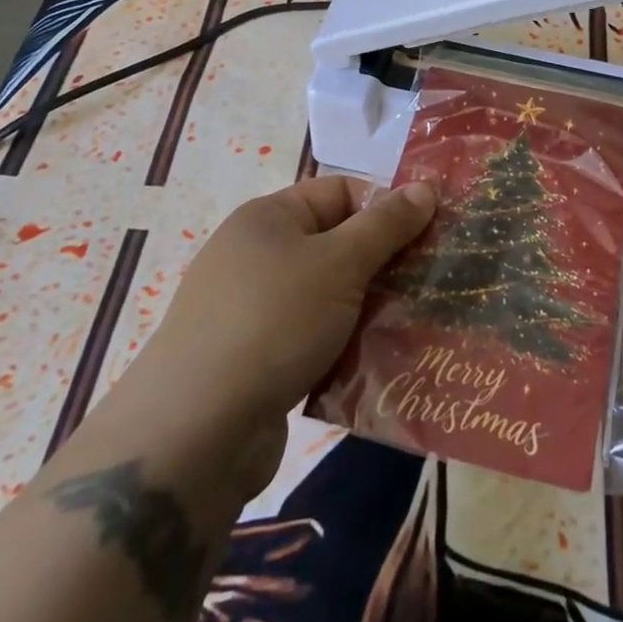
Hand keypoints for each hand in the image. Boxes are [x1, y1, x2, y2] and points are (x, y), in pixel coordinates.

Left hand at [98, 175, 435, 493]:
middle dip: (382, 263)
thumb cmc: (273, 322)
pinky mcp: (253, 360)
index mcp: (269, 217)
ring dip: (367, 309)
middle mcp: (256, 255)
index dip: (384, 208)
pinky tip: (374, 363)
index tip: (427, 236)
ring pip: (328, 295)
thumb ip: (387, 225)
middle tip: (428, 282)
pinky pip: (311, 338)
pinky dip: (341, 346)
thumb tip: (426, 188)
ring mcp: (251, 310)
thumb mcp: (341, 263)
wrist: (194, 433)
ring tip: (411, 325)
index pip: (341, 192)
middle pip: (336, 244)